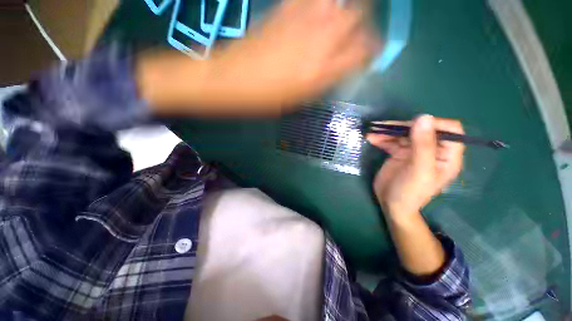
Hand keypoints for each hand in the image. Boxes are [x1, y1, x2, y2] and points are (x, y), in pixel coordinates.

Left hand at [138, 0, 378, 115]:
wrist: (233, 80)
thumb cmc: (266, 99)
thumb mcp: (299, 99)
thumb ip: (324, 81)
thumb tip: (340, 67)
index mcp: (322, 71)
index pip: (363, 52)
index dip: (371, 50)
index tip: (370, 53)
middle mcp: (318, 41)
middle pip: (357, 16)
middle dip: (364, 23)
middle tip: (359, 33)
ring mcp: (302, 21)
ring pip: (337, 0)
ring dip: (345, 8)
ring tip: (340, 20)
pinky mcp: (284, 10)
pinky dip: (320, 3)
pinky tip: (318, 11)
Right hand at [367, 115, 464, 216]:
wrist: (391, 204)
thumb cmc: (410, 192)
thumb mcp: (419, 170)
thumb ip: (423, 145)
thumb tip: (424, 117)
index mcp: (446, 155)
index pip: (450, 130)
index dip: (434, 124)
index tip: (412, 125)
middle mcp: (432, 150)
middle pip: (421, 129)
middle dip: (403, 127)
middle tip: (384, 127)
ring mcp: (414, 151)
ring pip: (404, 134)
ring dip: (388, 132)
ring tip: (372, 133)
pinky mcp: (399, 153)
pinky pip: (391, 141)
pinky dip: (381, 138)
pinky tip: (371, 138)